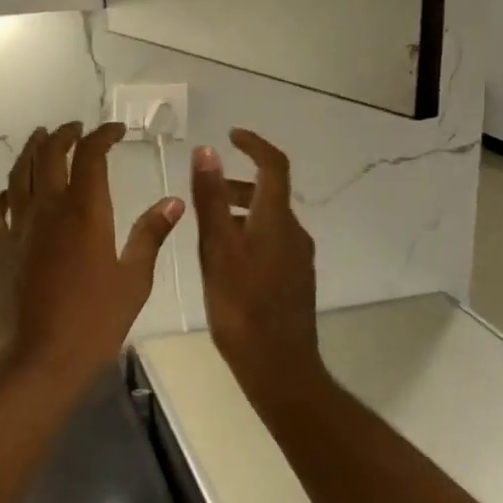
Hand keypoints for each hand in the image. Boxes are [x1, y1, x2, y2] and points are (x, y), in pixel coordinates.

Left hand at [0, 122, 183, 391]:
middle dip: (63, 134)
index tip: (115, 130)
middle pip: (49, 154)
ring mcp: (16, 227)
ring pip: (18, 173)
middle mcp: (46, 208)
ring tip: (39, 138)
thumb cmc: (92, 324)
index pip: (91, 155)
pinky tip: (7, 196)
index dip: (102, 135)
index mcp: (84, 211)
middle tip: (75, 128)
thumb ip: (150, 236)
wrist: (33, 362)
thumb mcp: (133, 281)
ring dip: (30, 150)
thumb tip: (173, 201)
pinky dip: (2, 196)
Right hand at [190, 129, 322, 401]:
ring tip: (206, 228)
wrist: (279, 367)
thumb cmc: (242, 306)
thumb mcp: (217, 248)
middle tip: (205, 189)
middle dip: (237, 183)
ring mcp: (297, 258)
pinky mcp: (294, 280)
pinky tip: (224, 260)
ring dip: (240, 211)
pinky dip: (247, 233)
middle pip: (269, 193)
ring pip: (268, 219)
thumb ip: (211, 198)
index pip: (274, 166)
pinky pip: (271, 241)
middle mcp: (293, 232)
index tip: (232, 135)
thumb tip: (207, 151)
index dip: (255, 144)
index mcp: (276, 220)